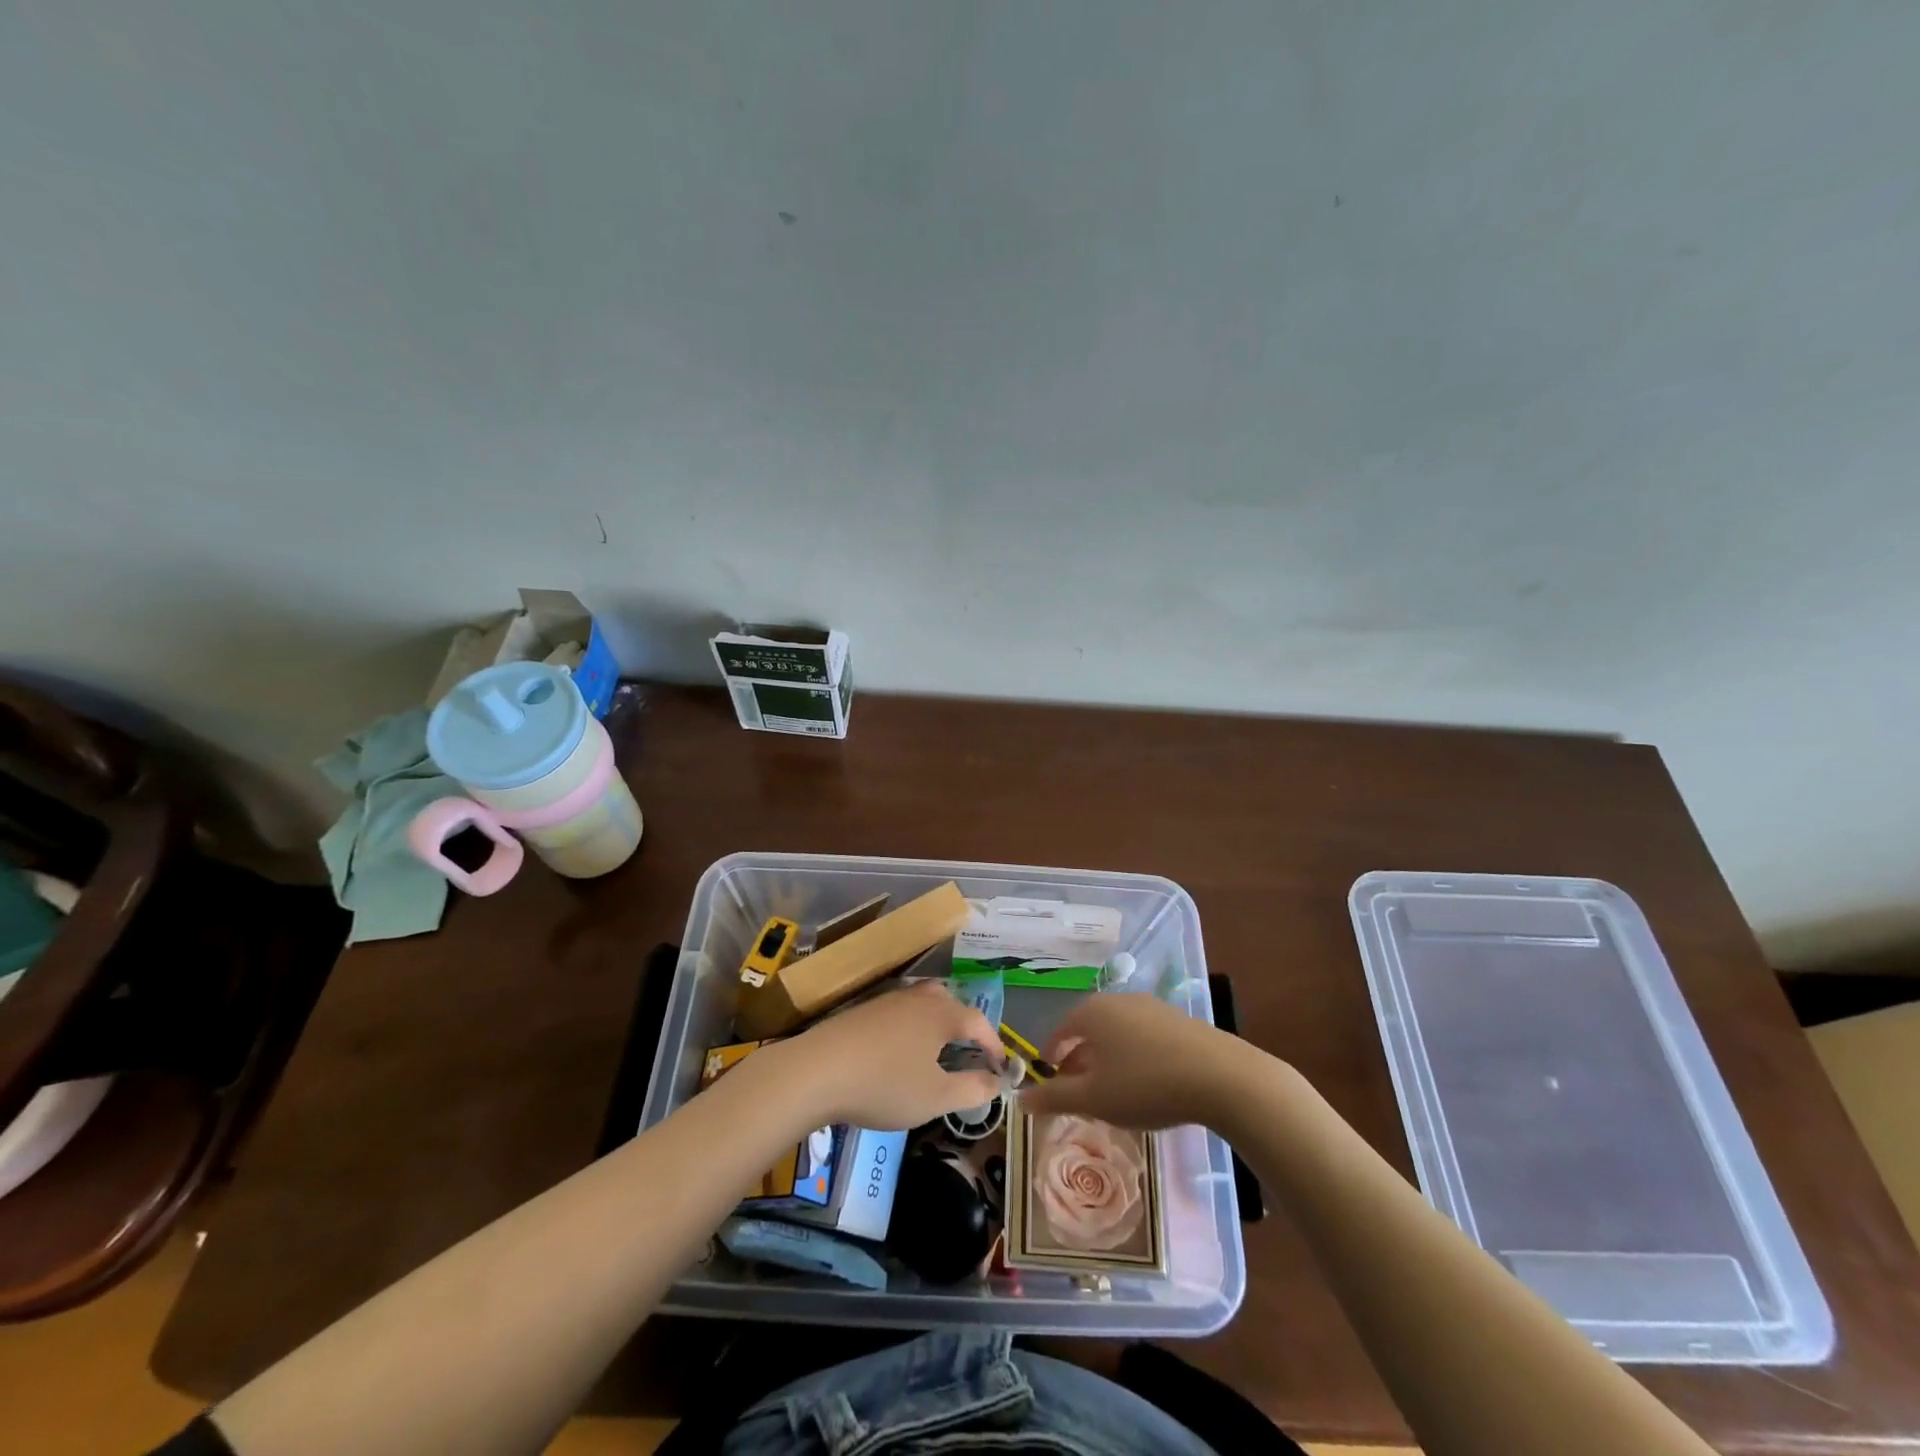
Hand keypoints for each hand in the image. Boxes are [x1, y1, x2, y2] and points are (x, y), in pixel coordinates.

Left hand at [770, 981, 1004, 1130]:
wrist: (818, 1070)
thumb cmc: (886, 1084)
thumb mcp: (937, 1097)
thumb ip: (973, 1089)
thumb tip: (998, 1081)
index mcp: (943, 1013)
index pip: (980, 1022)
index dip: (994, 1045)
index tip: (1001, 1067)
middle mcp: (920, 998)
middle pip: (953, 1003)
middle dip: (967, 1028)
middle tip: (971, 1054)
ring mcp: (890, 999)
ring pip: (925, 1004)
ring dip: (939, 1024)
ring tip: (939, 1051)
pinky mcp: (865, 1009)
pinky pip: (902, 1012)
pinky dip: (913, 1027)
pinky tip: (902, 1051)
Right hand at [1021, 993, 1243, 1129]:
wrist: (1220, 1076)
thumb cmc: (1145, 1084)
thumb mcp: (1094, 1099)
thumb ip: (1055, 1098)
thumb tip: (1020, 1099)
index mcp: (1092, 1013)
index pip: (1060, 1031)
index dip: (1051, 1056)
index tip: (1049, 1081)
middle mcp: (1118, 1001)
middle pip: (1088, 1029)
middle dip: (1080, 1059)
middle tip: (1078, 1090)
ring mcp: (1151, 1007)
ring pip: (1116, 1032)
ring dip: (1107, 1058)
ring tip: (1112, 1090)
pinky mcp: (1178, 1020)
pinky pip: (1143, 1036)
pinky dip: (1134, 1055)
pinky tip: (1146, 1082)